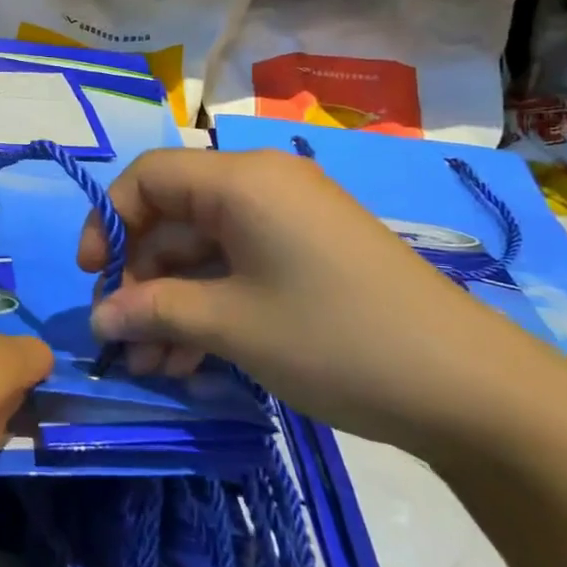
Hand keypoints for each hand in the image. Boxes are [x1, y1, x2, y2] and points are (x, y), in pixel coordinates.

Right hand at [76, 147, 565, 456]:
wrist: (472, 390)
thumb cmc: (336, 338)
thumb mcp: (232, 325)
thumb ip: (153, 311)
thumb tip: (98, 319)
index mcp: (240, 181)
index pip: (147, 176)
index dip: (108, 221)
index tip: (94, 278)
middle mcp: (261, 188)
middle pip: (172, 218)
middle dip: (140, 279)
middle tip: (123, 339)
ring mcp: (288, 223)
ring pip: (202, 252)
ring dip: (170, 303)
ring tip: (152, 365)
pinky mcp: (306, 257)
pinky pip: (237, 269)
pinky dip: (208, 307)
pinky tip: (189, 360)